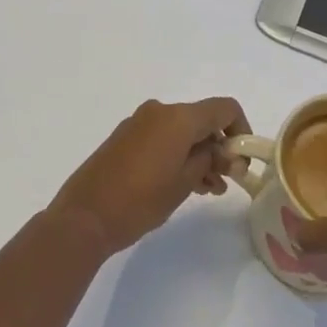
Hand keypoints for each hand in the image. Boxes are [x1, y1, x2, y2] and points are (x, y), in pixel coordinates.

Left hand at [50, 97, 250, 256]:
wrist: (84, 217)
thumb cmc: (140, 200)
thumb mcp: (184, 182)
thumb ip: (210, 160)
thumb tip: (222, 151)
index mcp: (178, 117)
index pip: (224, 109)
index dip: (241, 130)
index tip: (242, 161)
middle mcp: (160, 111)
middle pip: (202, 119)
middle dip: (219, 146)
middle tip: (227, 180)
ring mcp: (139, 122)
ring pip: (182, 130)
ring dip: (200, 153)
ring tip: (208, 188)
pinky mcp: (125, 137)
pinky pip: (163, 137)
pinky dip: (179, 153)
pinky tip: (185, 183)